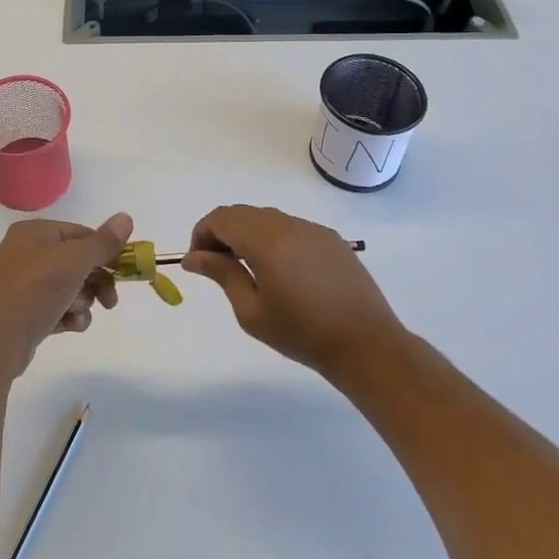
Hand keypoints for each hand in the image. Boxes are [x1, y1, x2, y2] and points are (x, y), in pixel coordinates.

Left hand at [0, 213, 130, 378]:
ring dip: (82, 300)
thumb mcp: (74, 260)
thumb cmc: (36, 289)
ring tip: (77, 311)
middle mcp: (28, 253)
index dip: (104, 251)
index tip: (124, 271)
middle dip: (96, 281)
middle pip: (77, 262)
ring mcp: (26, 284)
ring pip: (70, 287)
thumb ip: (102, 242)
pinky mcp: (27, 312)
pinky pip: (58, 308)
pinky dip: (69, 315)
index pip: (80, 233)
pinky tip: (70, 325)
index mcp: (35, 233)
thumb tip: (126, 217)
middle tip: (110, 300)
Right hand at [183, 205, 405, 385]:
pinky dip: (272, 238)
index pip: (221, 219)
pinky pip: (290, 227)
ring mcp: (312, 229)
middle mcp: (288, 224)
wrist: (366, 345)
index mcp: (266, 241)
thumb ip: (222, 275)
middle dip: (221, 233)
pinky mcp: (329, 238)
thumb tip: (192, 257)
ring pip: (265, 218)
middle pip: (241, 214)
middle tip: (216, 266)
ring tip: (246, 269)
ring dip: (246, 234)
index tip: (197, 262)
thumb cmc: (302, 334)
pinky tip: (280, 270)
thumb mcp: (252, 311)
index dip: (201, 235)